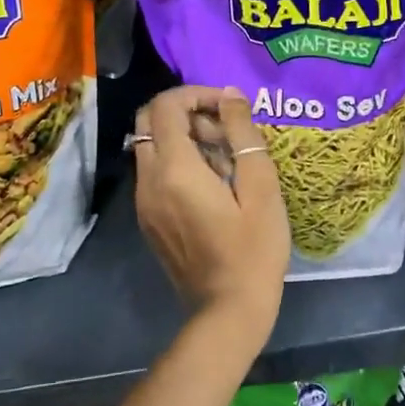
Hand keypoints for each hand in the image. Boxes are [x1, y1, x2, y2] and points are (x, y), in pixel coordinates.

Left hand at [133, 85, 289, 341]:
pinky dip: (176, 159)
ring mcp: (143, 202)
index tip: (228, 106)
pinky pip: (153, 171)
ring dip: (182, 135)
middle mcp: (148, 180)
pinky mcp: (147, 218)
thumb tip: (229, 95)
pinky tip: (212, 182)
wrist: (227, 312)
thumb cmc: (253, 249)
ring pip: (151, 145)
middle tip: (224, 128)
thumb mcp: (261, 187)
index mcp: (175, 169)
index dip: (196, 93)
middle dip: (185, 111)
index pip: (166, 105)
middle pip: (149, 120)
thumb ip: (243, 134)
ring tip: (225, 157)